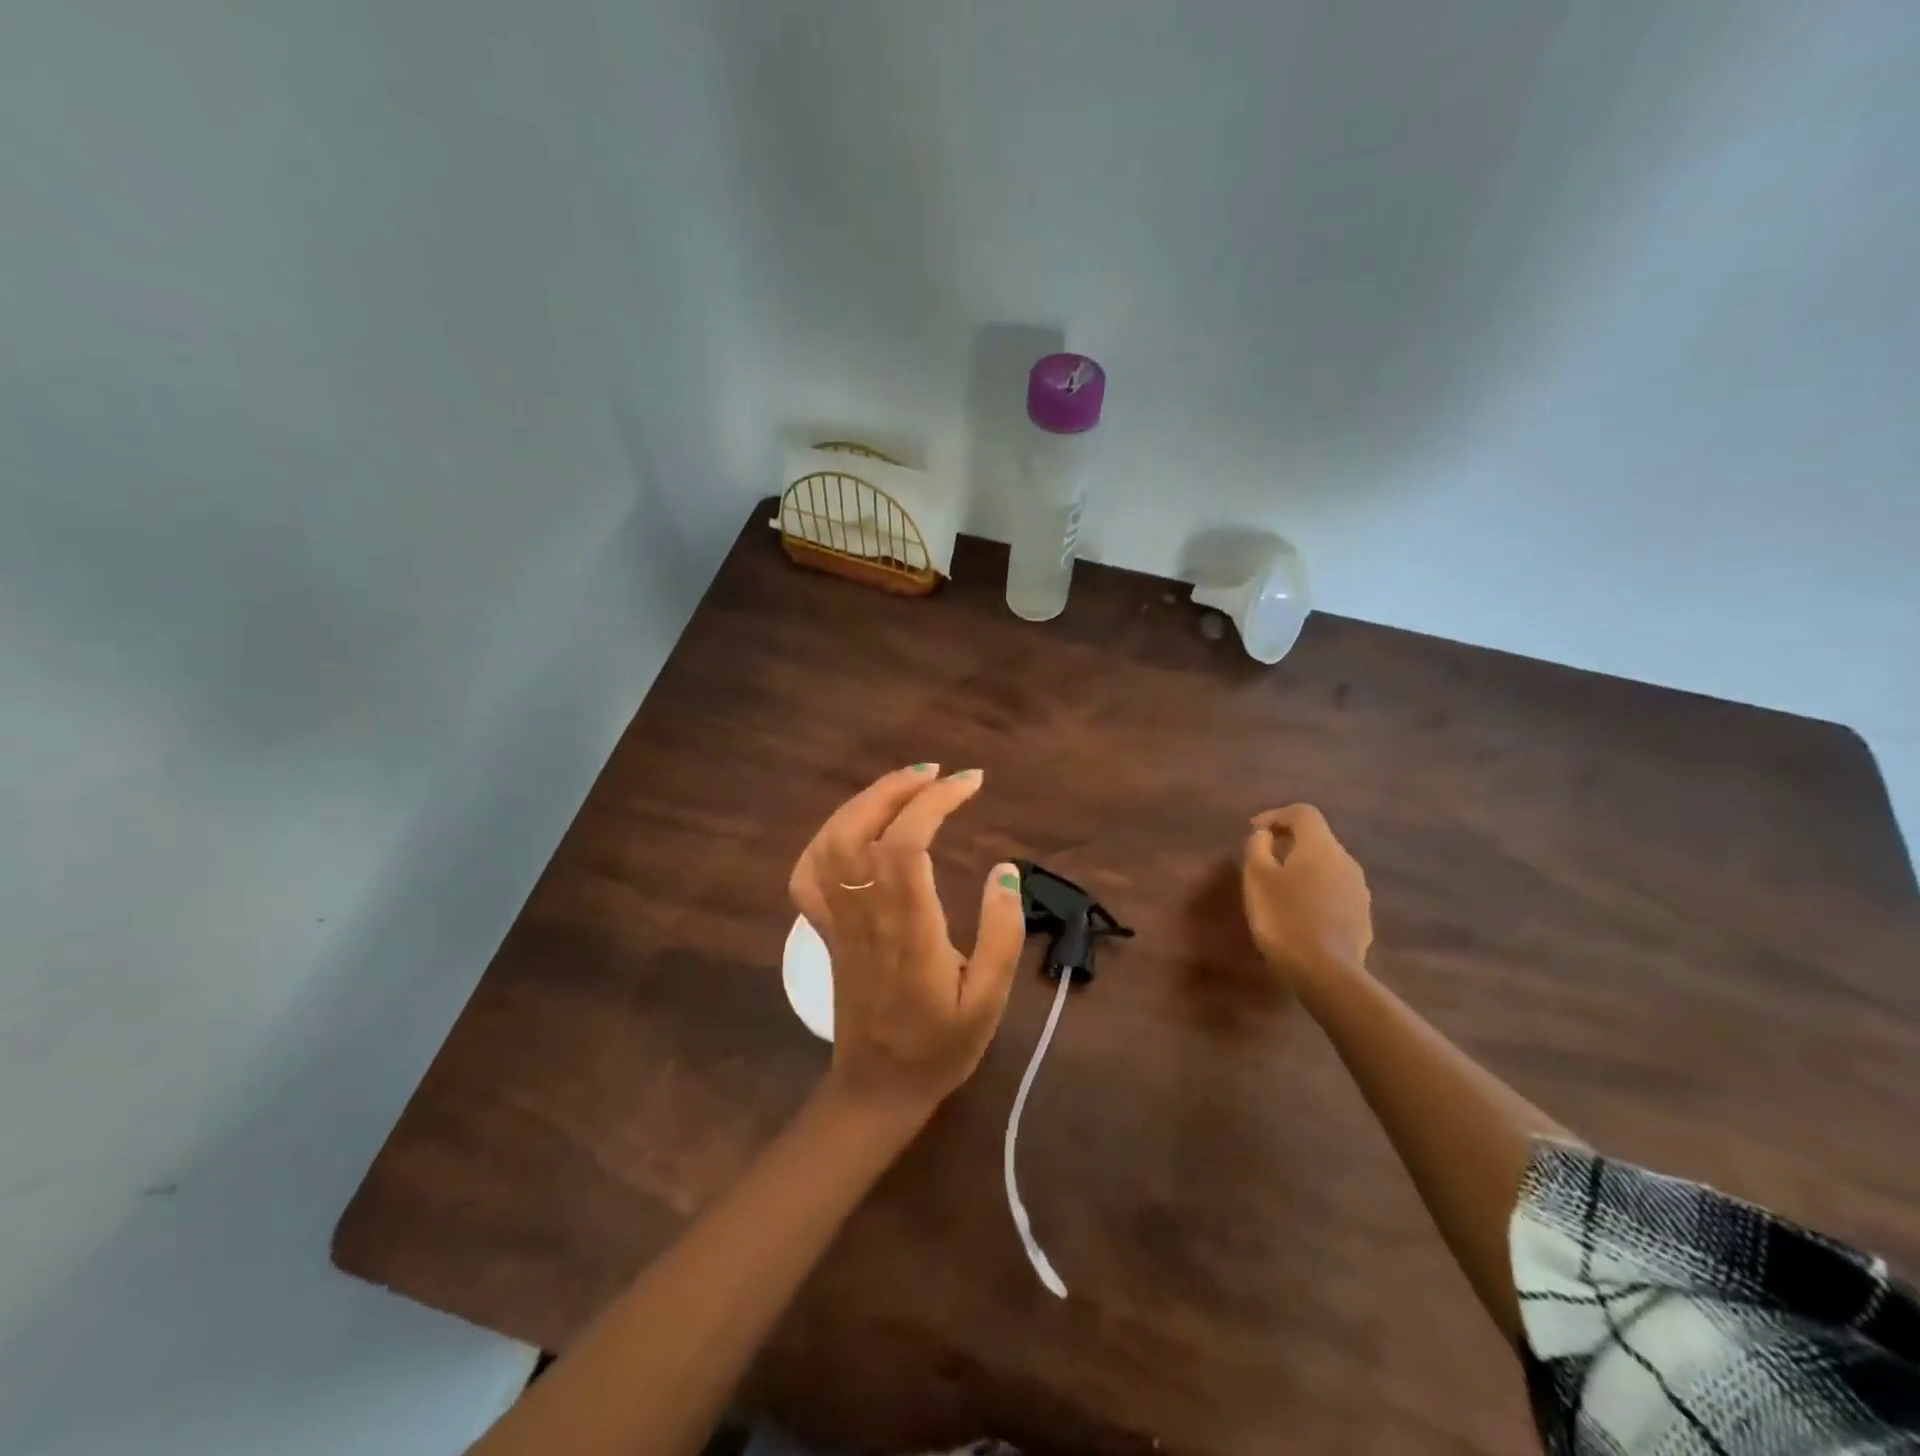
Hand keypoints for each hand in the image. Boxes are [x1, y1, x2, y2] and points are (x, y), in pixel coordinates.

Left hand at [788, 764, 1025, 1122]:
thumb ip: (1002, 932)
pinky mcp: (825, 930)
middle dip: (898, 787)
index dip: (935, 801)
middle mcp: (865, 914)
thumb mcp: (989, 999)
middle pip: (861, 829)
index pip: (907, 843)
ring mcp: (837, 921)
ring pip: (831, 842)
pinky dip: (826, 837)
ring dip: (865, 802)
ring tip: (905, 786)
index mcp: (908, 928)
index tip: (971, 782)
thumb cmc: (940, 1046)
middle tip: (939, 773)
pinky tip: (855, 827)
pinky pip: (808, 873)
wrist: (878, 1087)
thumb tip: (1005, 868)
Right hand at [1242, 804, 1372, 983]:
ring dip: (1303, 868)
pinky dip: (1315, 891)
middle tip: (1263, 859)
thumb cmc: (1284, 918)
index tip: (1254, 831)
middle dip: (1289, 843)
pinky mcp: (1362, 917)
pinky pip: (1335, 891)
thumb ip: (1258, 848)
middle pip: (1317, 839)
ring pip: (1327, 867)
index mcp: (1321, 847)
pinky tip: (1299, 913)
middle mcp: (1346, 861)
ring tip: (1279, 888)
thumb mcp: (1257, 878)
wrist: (1327, 973)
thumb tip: (1266, 836)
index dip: (1276, 815)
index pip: (1303, 813)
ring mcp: (1359, 891)